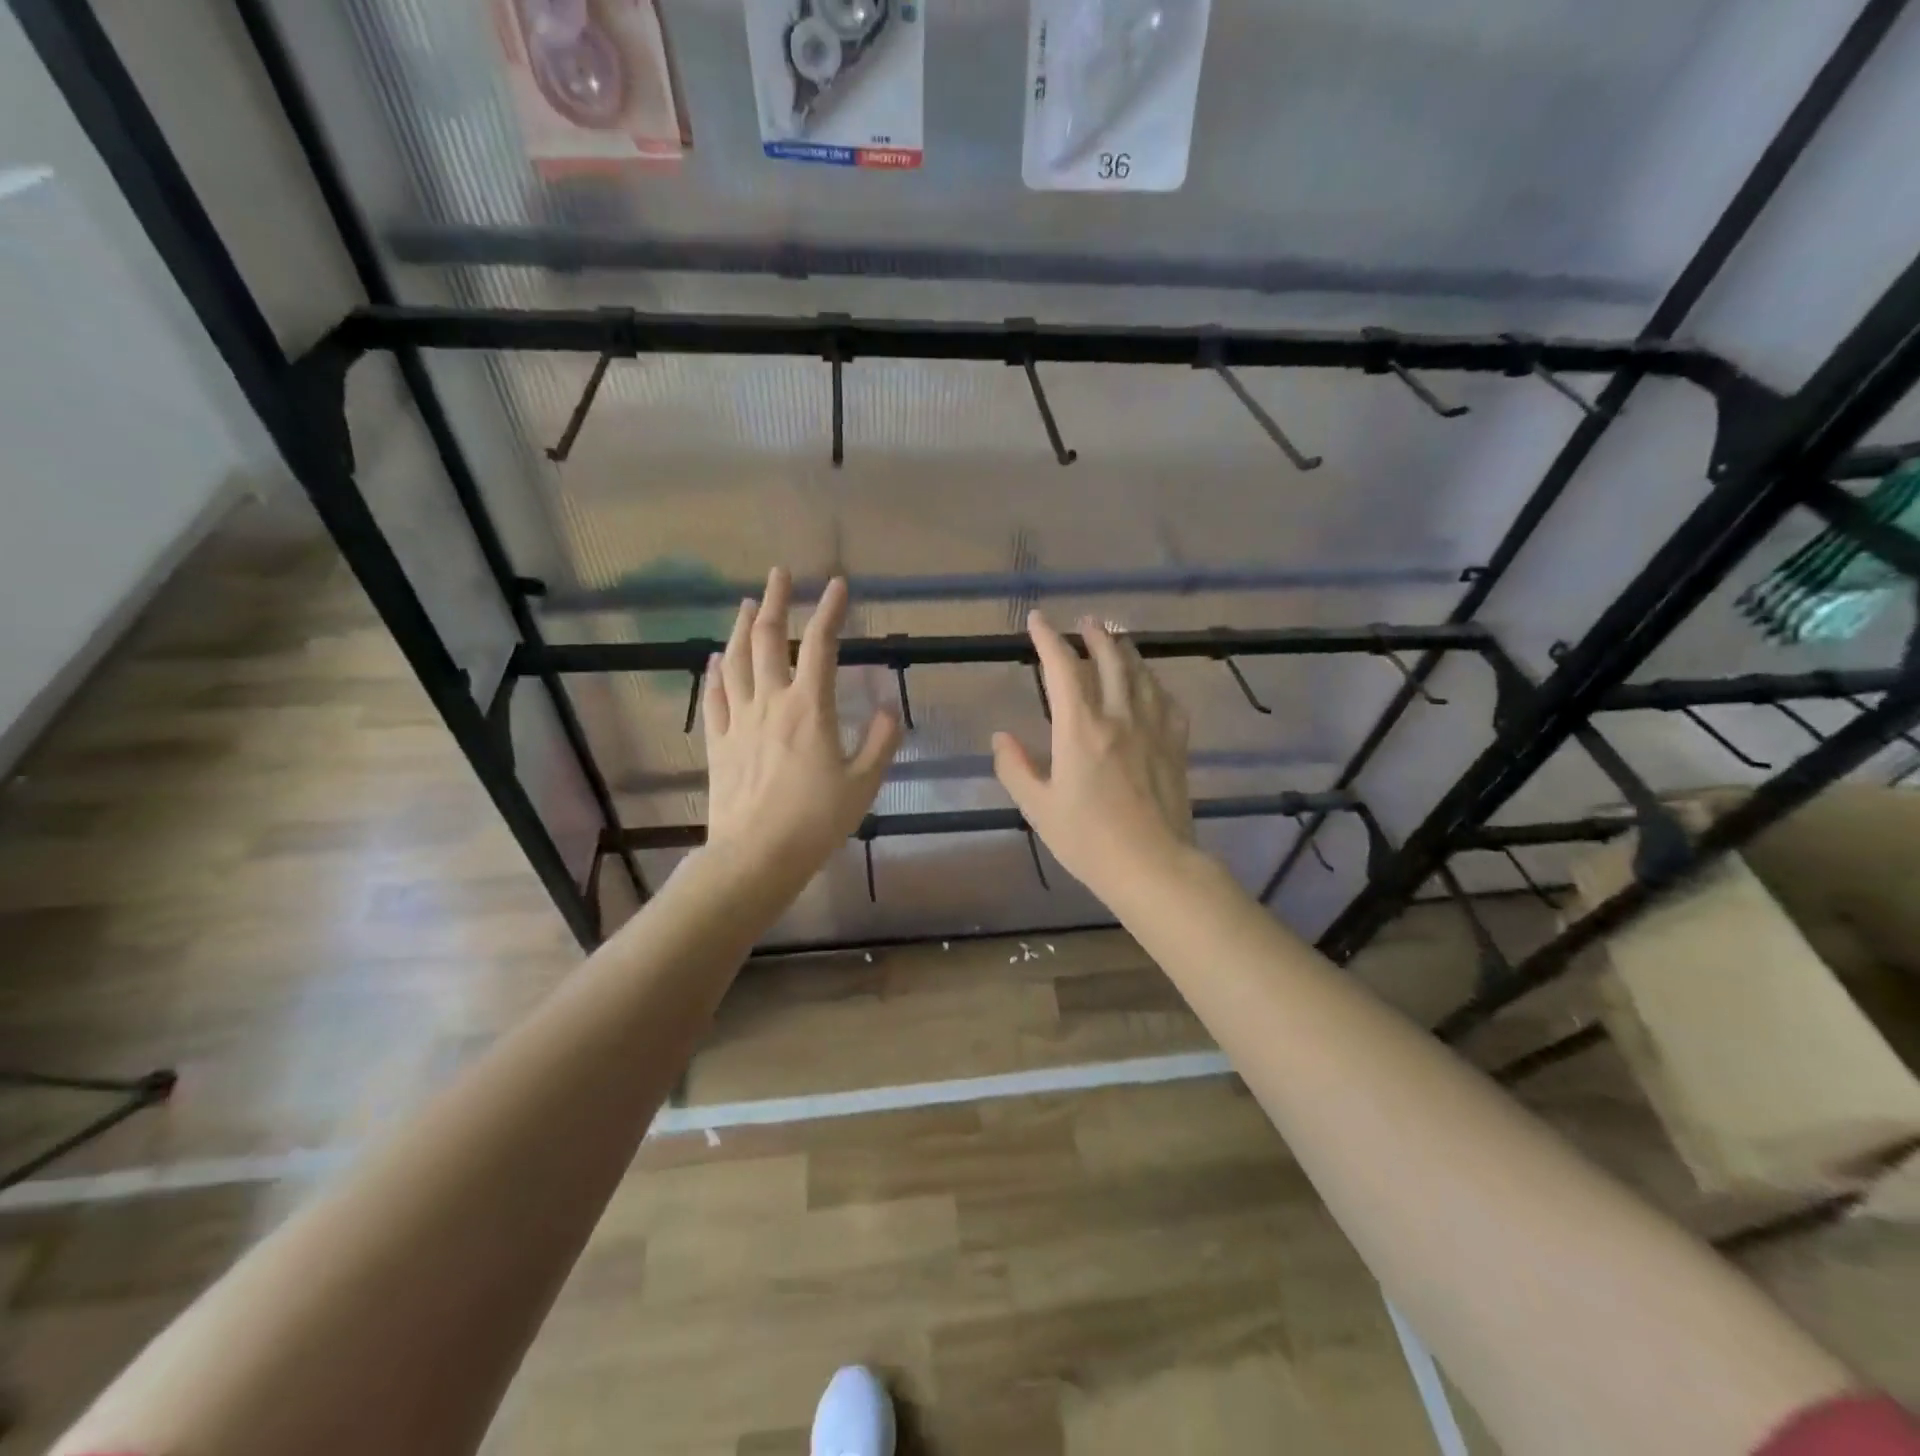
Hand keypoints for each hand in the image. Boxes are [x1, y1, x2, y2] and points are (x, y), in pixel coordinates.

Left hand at [702, 569, 901, 884]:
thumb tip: (888, 710)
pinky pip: (714, 698)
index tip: (837, 585)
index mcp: (809, 708)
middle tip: (779, 574)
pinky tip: (716, 659)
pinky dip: (715, 673)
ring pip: (735, 661)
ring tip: (746, 603)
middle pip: (767, 639)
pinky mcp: (718, 742)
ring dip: (740, 627)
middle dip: (775, 601)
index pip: (820, 645)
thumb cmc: (816, 821)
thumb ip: (880, 743)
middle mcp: (771, 703)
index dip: (829, 610)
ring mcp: (739, 721)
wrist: (756, 855)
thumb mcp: (863, 784)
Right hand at [992, 612, 1195, 899]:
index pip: (1063, 668)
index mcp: (1080, 728)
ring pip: (1142, 673)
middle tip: (1085, 621)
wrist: (1153, 865)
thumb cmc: (1088, 840)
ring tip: (1117, 638)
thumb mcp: (1038, 808)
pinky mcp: (1176, 745)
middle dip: (1094, 634)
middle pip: (1110, 659)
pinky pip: (1167, 701)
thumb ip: (1015, 768)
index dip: (1048, 639)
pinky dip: (1155, 683)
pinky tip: (1152, 685)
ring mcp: (1153, 728)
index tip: (1037, 620)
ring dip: (1126, 649)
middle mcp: (1119, 717)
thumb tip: (1001, 736)